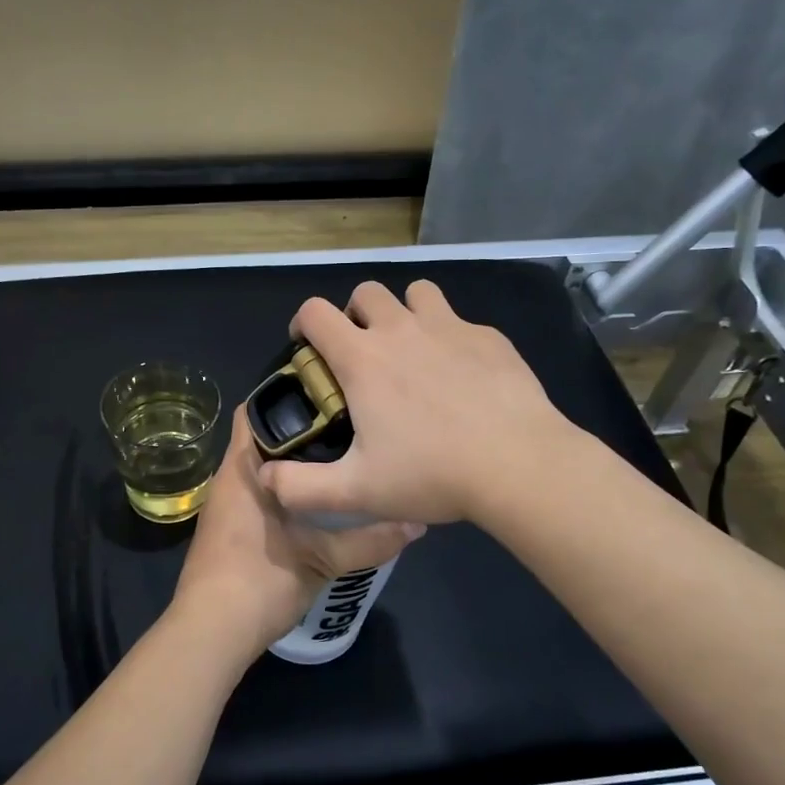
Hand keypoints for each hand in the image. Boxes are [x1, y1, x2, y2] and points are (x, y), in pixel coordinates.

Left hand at [170, 406, 420, 659]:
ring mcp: (223, 508)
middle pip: (261, 440)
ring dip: (291, 465)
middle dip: (299, 432)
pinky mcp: (226, 532)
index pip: (253, 411)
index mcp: (241, 470)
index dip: (285, 396)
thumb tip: (418, 524)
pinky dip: (282, 492)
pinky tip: (315, 504)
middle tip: (346, 427)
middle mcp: (227, 480)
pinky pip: (256, 496)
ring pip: (260, 471)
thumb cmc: (260, 582)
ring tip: (338, 459)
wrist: (210, 634)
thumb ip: (370, 540)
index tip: (326, 394)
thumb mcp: (323, 560)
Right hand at [260, 280, 572, 526]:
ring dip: (404, 312)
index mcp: (363, 359)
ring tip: (410, 350)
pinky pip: (459, 320)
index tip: (307, 347)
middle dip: (354, 314)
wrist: (518, 465)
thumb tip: (265, 477)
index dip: (303, 323)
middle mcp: (401, 330)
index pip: (316, 312)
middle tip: (361, 354)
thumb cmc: (431, 474)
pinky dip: (449, 336)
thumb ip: (301, 487)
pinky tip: (460, 375)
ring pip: (415, 293)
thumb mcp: (356, 492)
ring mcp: (449, 328)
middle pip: (366, 292)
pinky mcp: (489, 337)